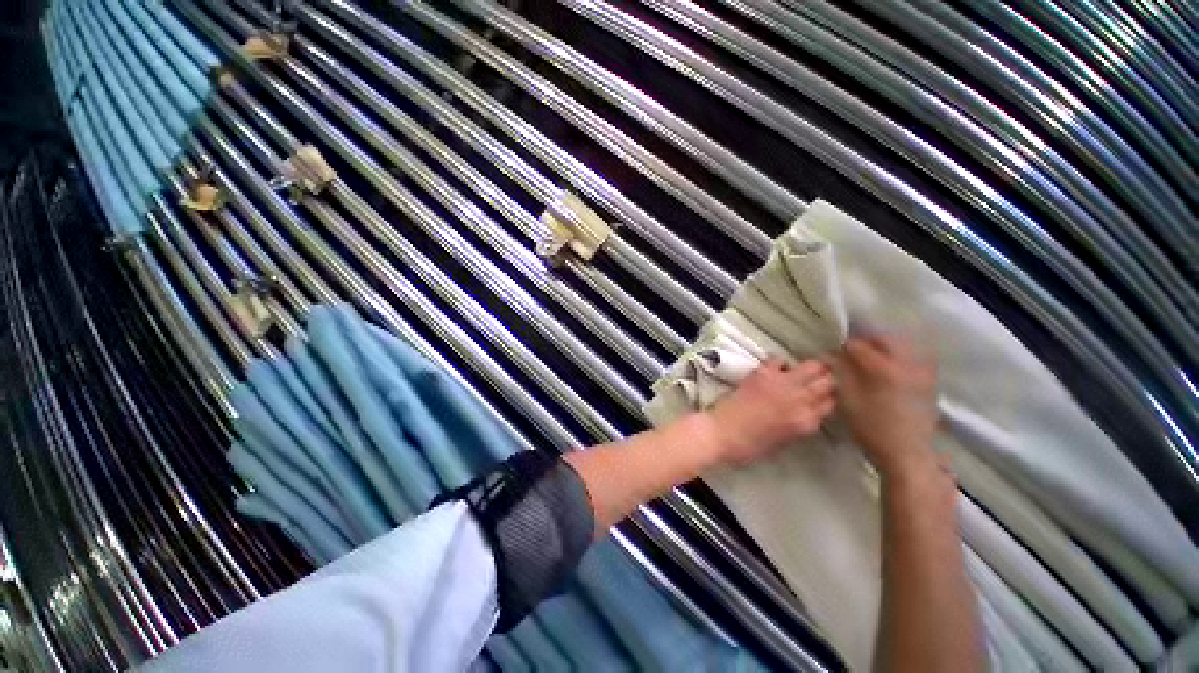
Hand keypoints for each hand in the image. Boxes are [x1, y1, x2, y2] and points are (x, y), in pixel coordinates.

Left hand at [703, 358, 835, 465]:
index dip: (827, 397)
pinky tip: (775, 370)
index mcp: (806, 422)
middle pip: (828, 382)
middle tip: (818, 378)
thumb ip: (799, 424)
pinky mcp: (763, 373)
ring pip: (812, 366)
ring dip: (810, 367)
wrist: (721, 433)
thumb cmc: (749, 446)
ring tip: (803, 370)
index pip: (831, 403)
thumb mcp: (784, 441)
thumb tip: (805, 412)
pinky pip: (780, 360)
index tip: (823, 395)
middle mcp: (801, 400)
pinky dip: (780, 363)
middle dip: (826, 379)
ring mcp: (783, 384)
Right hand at [835, 335, 938, 476]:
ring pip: (902, 345)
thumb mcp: (847, 400)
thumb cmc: (871, 428)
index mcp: (883, 368)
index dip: (842, 347)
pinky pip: (914, 356)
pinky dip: (899, 355)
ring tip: (870, 357)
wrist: (908, 453)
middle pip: (885, 338)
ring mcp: (922, 371)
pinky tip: (889, 366)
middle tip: (851, 351)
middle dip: (866, 341)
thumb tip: (831, 356)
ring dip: (883, 346)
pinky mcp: (930, 381)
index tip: (833, 353)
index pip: (858, 345)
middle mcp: (906, 364)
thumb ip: (840, 373)